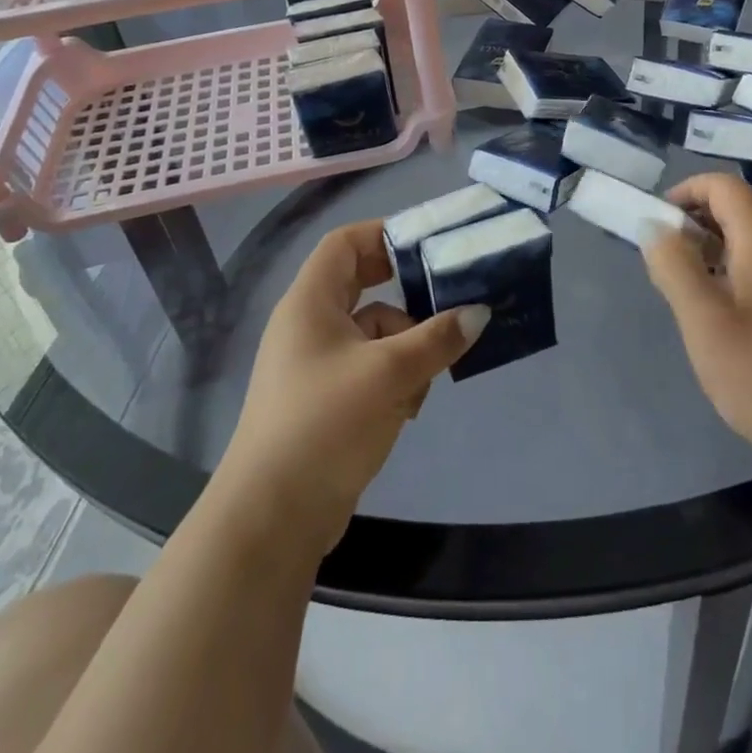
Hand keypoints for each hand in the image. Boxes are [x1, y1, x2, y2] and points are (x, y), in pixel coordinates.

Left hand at [218, 220, 489, 554]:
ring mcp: (316, 364)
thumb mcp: (389, 374)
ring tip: (425, 380)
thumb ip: (437, 338)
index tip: (429, 244)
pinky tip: (407, 410)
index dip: (384, 234)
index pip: (345, 243)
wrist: (272, 518)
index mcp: (310, 302)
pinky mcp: (326, 400)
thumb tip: (479, 312)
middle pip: (365, 287)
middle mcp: (310, 324)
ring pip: (374, 333)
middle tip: (448, 299)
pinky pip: (370, 369)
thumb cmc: (324, 424)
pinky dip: (394, 380)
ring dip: (406, 349)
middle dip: (407, 298)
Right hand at [643, 174, 751, 467]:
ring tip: (716, 276)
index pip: (724, 187)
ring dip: (737, 236)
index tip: (663, 224)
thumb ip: (673, 264)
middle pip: (748, 204)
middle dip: (707, 217)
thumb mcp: (700, 320)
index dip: (688, 192)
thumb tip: (654, 225)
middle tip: (682, 257)